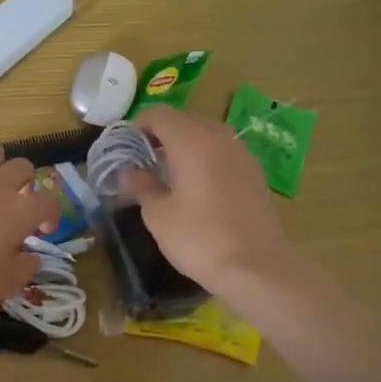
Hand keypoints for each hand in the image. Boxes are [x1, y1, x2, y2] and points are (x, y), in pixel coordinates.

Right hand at [119, 106, 292, 288]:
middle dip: (160, 136)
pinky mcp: (255, 173)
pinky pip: (223, 154)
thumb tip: (129, 172)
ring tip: (169, 176)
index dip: (137, 126)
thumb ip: (141, 185)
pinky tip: (197, 189)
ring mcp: (242, 154)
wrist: (255, 267)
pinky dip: (205, 161)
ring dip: (184, 148)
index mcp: (191, 140)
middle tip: (142, 163)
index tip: (125, 149)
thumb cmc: (198, 237)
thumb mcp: (158, 214)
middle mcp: (219, 137)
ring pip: (206, 136)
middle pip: (184, 121)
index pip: (158, 114)